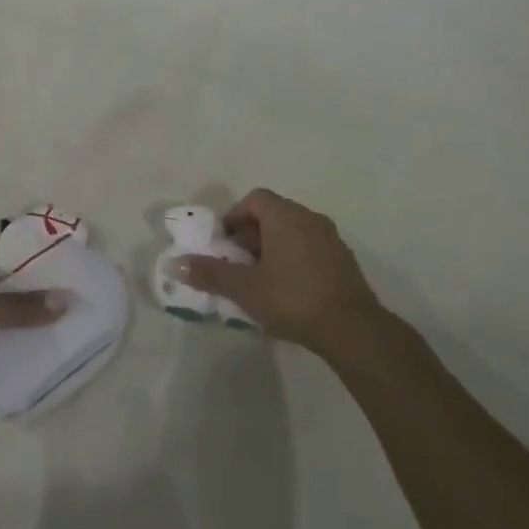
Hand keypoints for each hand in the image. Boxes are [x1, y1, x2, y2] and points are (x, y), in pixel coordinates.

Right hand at [174, 188, 383, 353]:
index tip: (227, 244)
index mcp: (284, 215)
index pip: (255, 198)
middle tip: (239, 264)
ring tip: (262, 279)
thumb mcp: (245, 289)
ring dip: (274, 247)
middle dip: (252, 234)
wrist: (353, 329)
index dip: (236, 216)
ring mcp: (331, 238)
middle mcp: (309, 217)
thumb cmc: (292, 298)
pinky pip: (311, 248)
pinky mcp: (344, 260)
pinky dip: (296, 259)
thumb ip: (211, 274)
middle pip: (274, 214)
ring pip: (294, 232)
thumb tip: (175, 264)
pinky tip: (290, 291)